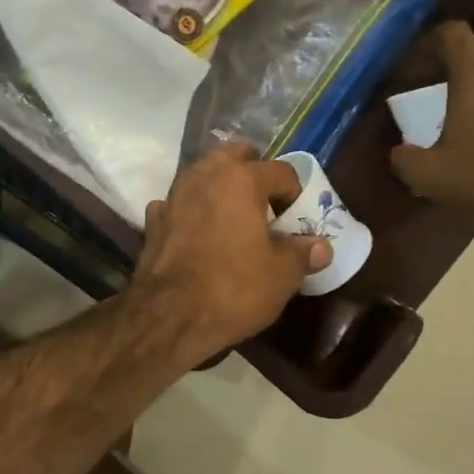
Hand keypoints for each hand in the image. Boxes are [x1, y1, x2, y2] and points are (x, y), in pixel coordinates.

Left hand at [131, 143, 331, 358]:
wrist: (169, 316)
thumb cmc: (234, 288)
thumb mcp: (282, 275)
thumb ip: (302, 253)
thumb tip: (321, 246)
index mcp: (241, 179)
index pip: (281, 171)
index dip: (295, 194)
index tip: (296, 221)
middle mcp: (204, 176)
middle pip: (234, 157)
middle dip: (252, 172)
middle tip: (265, 206)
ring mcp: (173, 196)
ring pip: (202, 176)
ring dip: (219, 189)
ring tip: (233, 219)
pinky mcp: (153, 222)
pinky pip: (177, 206)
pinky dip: (190, 213)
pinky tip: (197, 235)